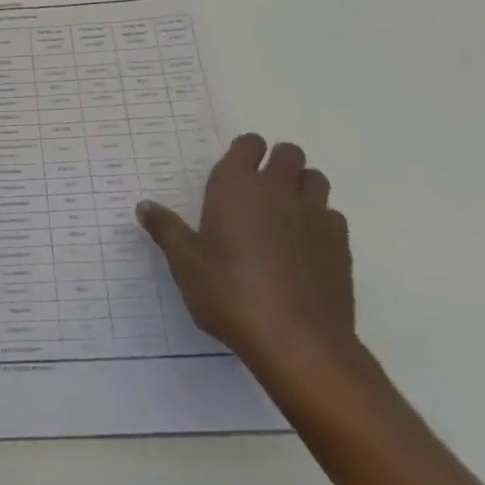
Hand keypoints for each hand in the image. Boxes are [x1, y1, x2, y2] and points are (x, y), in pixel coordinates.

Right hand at [137, 134, 354, 378]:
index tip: (235, 170)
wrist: (296, 340)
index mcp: (236, 185)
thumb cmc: (229, 293)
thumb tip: (144, 206)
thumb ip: (167, 230)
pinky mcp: (340, 244)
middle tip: (261, 190)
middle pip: (288, 153)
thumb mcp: (185, 263)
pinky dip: (321, 222)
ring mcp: (314, 214)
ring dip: (302, 186)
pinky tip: (307, 246)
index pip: (248, 144)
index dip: (244, 152)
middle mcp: (277, 189)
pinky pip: (333, 216)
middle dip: (277, 163)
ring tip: (286, 212)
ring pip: (315, 179)